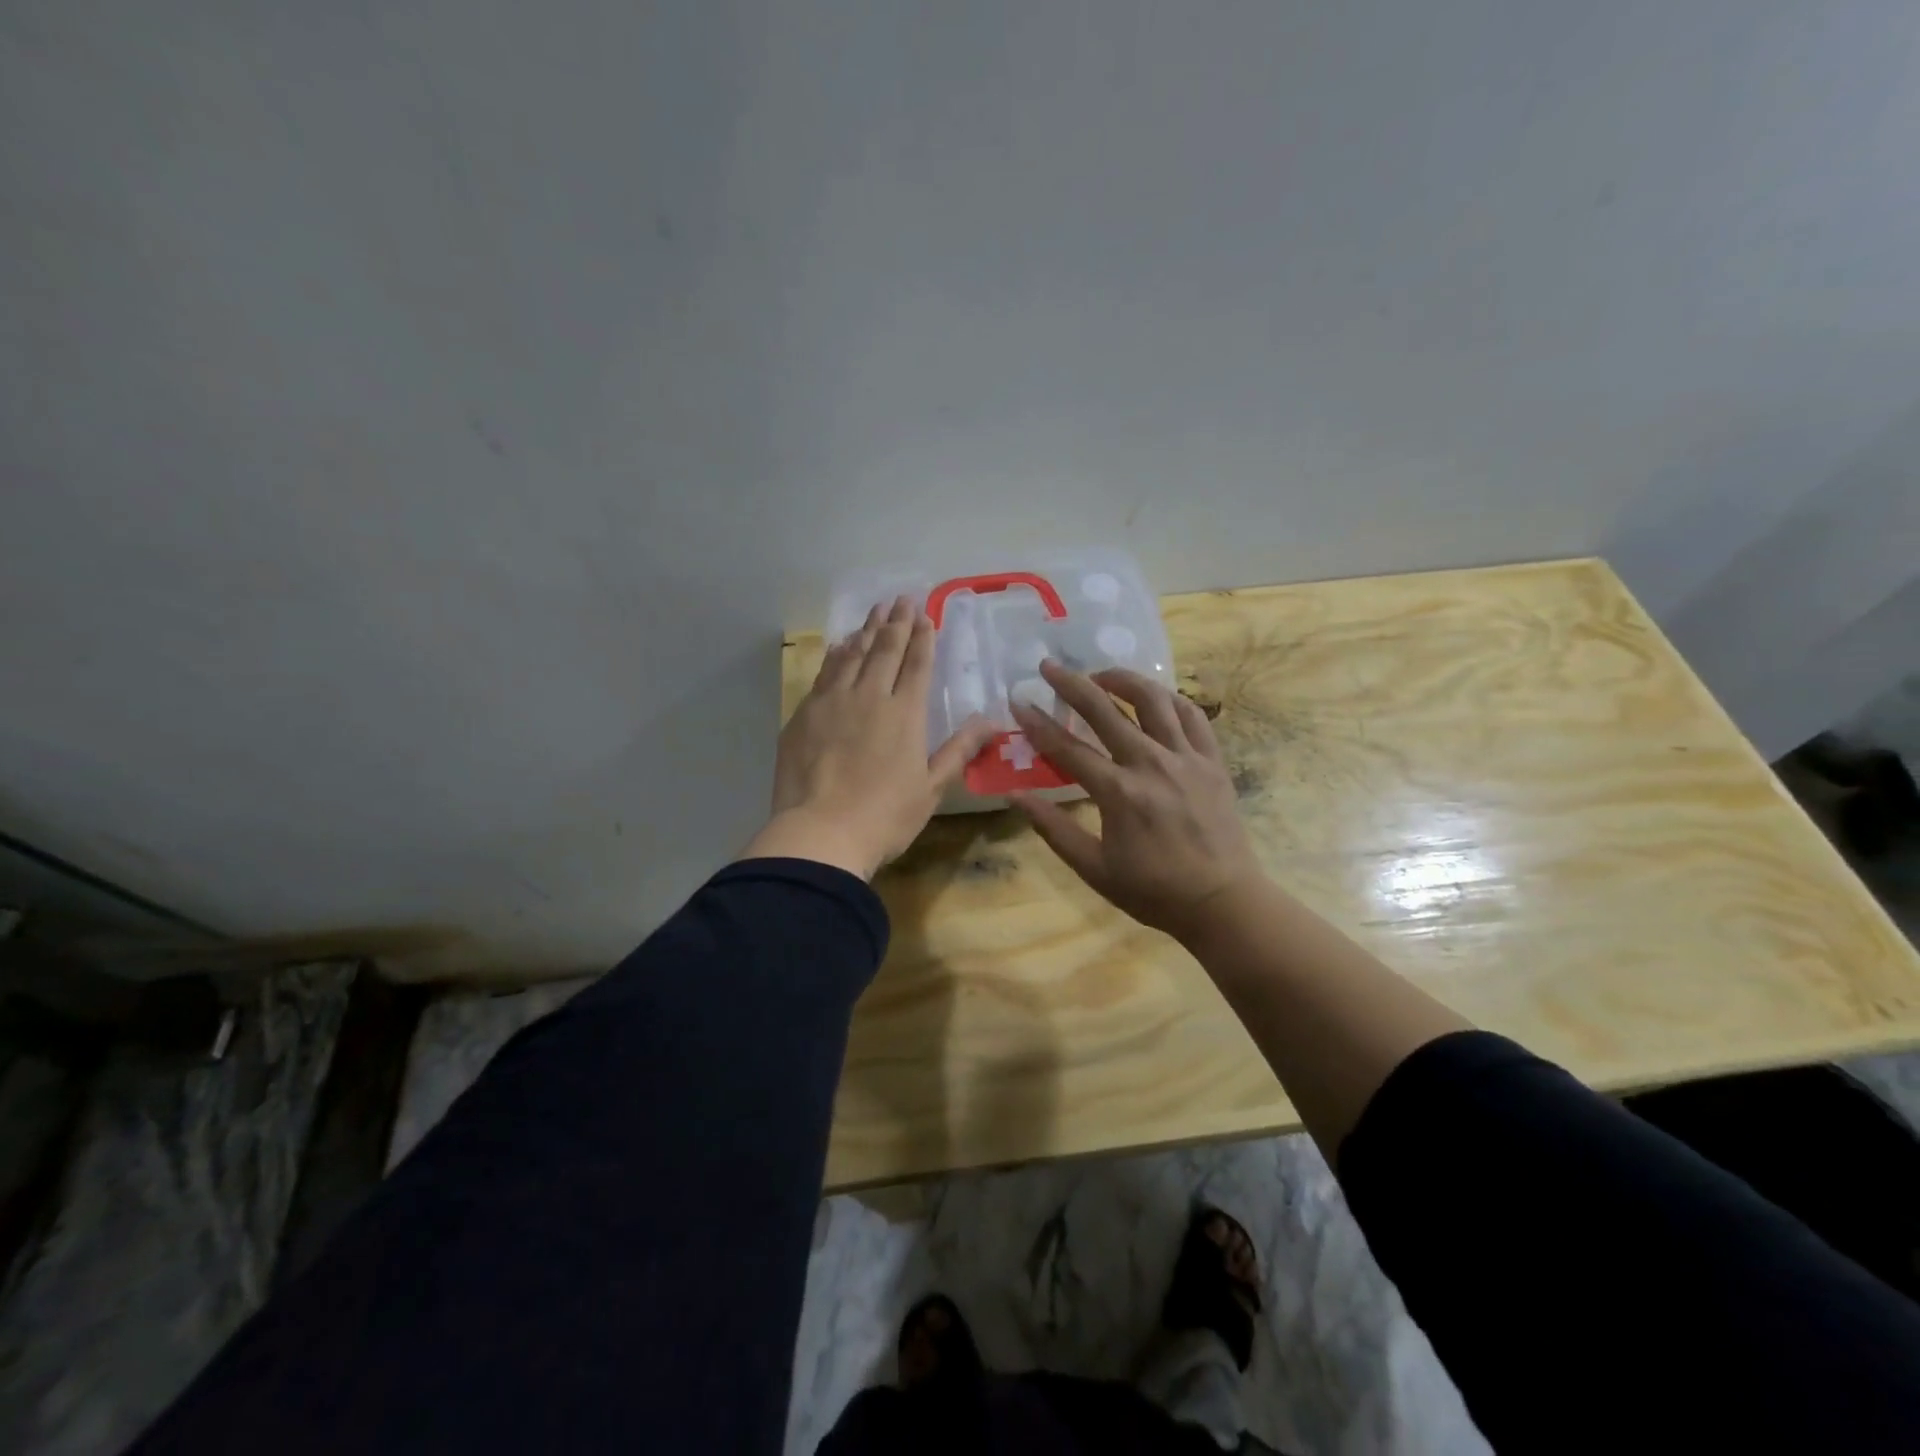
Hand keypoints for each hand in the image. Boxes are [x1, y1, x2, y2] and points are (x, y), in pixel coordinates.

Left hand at [742, 595, 996, 879]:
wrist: (820, 833)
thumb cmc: (885, 816)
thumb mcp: (932, 788)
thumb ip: (959, 750)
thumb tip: (992, 721)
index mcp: (905, 714)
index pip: (916, 665)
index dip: (922, 638)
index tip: (924, 614)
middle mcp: (869, 697)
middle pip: (884, 651)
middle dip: (895, 623)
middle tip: (900, 599)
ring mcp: (832, 703)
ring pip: (852, 656)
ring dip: (865, 631)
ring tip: (874, 612)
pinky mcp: (804, 715)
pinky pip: (825, 674)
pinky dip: (836, 655)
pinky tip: (840, 647)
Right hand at [1010, 660, 1264, 942]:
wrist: (1222, 902)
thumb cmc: (1153, 890)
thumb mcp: (1094, 868)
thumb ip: (1053, 828)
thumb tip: (1015, 796)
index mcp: (1118, 792)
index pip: (1068, 748)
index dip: (1038, 723)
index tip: (1018, 701)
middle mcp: (1151, 763)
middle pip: (1105, 710)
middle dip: (1072, 684)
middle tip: (1050, 667)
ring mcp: (1186, 758)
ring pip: (1153, 700)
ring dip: (1123, 680)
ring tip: (1101, 674)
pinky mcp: (1212, 760)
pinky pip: (1192, 715)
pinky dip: (1170, 698)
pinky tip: (1155, 696)